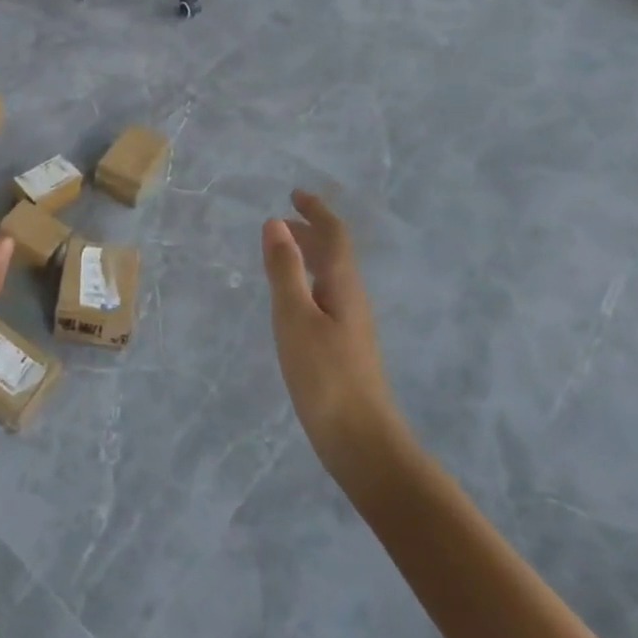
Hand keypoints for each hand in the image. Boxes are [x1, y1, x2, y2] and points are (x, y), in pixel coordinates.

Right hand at [261, 191, 404, 475]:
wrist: (362, 442)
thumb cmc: (325, 376)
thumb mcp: (295, 318)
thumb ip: (285, 271)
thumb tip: (276, 224)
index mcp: (342, 285)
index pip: (334, 235)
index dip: (316, 212)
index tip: (295, 194)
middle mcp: (352, 298)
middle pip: (335, 253)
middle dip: (310, 232)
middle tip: (281, 221)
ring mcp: (351, 325)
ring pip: (330, 276)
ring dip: (309, 256)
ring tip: (282, 253)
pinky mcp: (345, 347)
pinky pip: (326, 296)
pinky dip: (307, 282)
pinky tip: (293, 301)